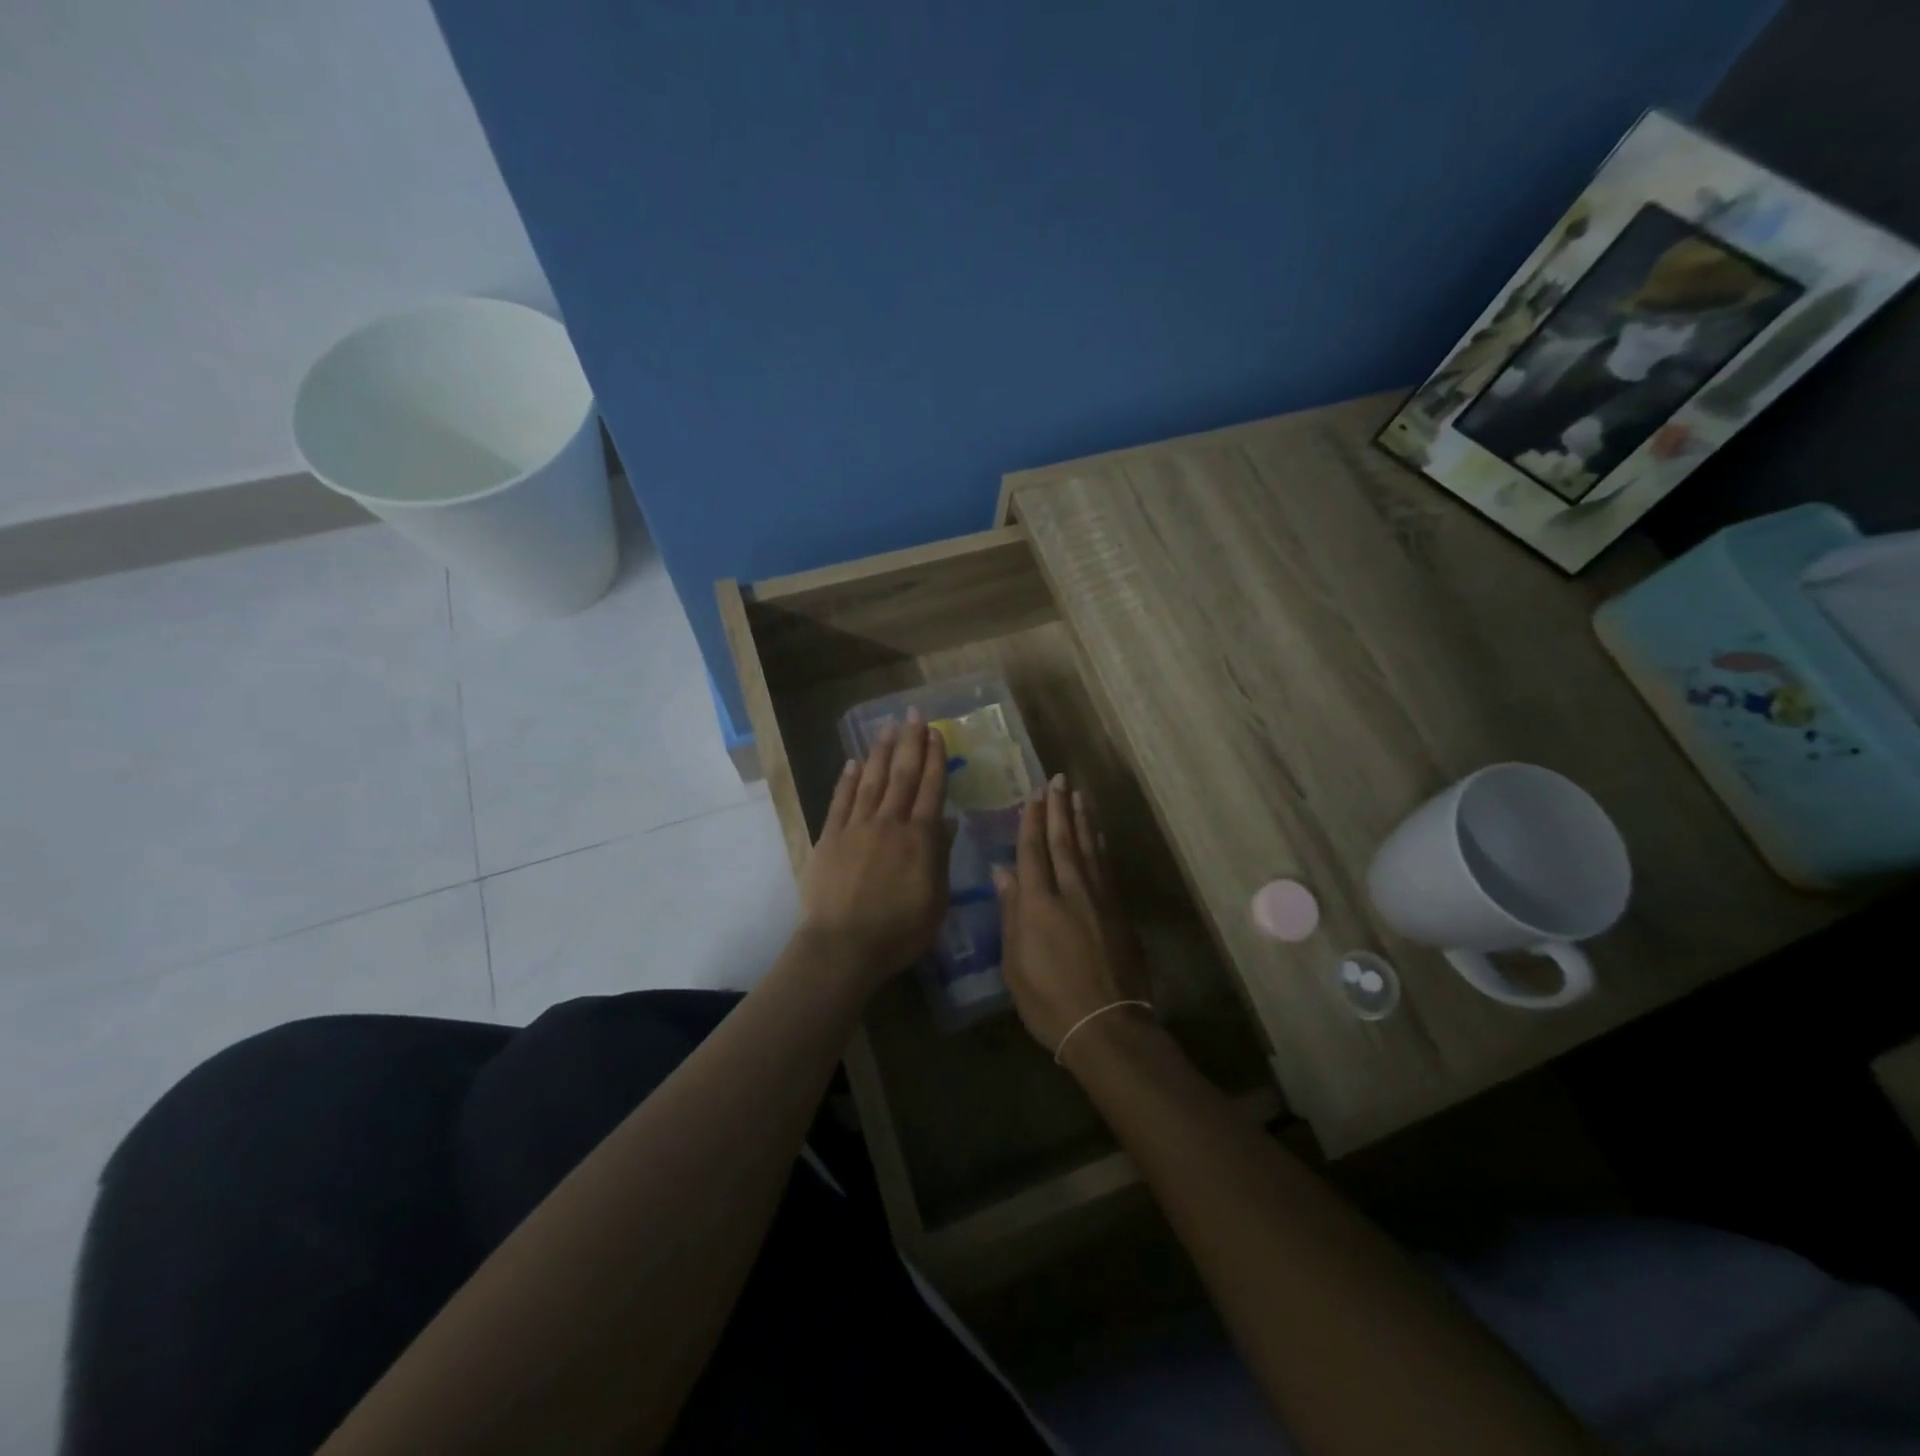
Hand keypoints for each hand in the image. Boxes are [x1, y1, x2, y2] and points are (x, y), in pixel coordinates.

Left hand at [798, 710, 950, 989]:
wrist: (843, 946)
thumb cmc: (899, 931)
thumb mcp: (936, 900)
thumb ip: (940, 856)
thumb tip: (946, 820)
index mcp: (919, 838)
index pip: (931, 789)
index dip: (935, 759)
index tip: (937, 733)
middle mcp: (889, 823)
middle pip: (902, 775)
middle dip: (910, 742)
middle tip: (914, 714)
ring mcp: (856, 828)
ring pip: (872, 781)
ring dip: (881, 752)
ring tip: (887, 727)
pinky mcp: (829, 838)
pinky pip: (841, 801)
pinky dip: (848, 780)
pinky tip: (854, 763)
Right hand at [993, 776, 1147, 1056]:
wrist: (1107, 1025)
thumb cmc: (1048, 1001)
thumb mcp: (1015, 963)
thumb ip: (1011, 913)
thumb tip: (1003, 873)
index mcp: (1039, 904)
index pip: (1033, 851)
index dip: (1031, 821)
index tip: (1033, 795)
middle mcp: (1070, 891)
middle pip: (1063, 841)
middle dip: (1058, 809)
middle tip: (1058, 779)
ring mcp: (1099, 899)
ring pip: (1088, 848)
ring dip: (1082, 819)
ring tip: (1078, 795)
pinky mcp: (1118, 911)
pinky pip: (1106, 866)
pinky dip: (1100, 845)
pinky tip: (1098, 834)